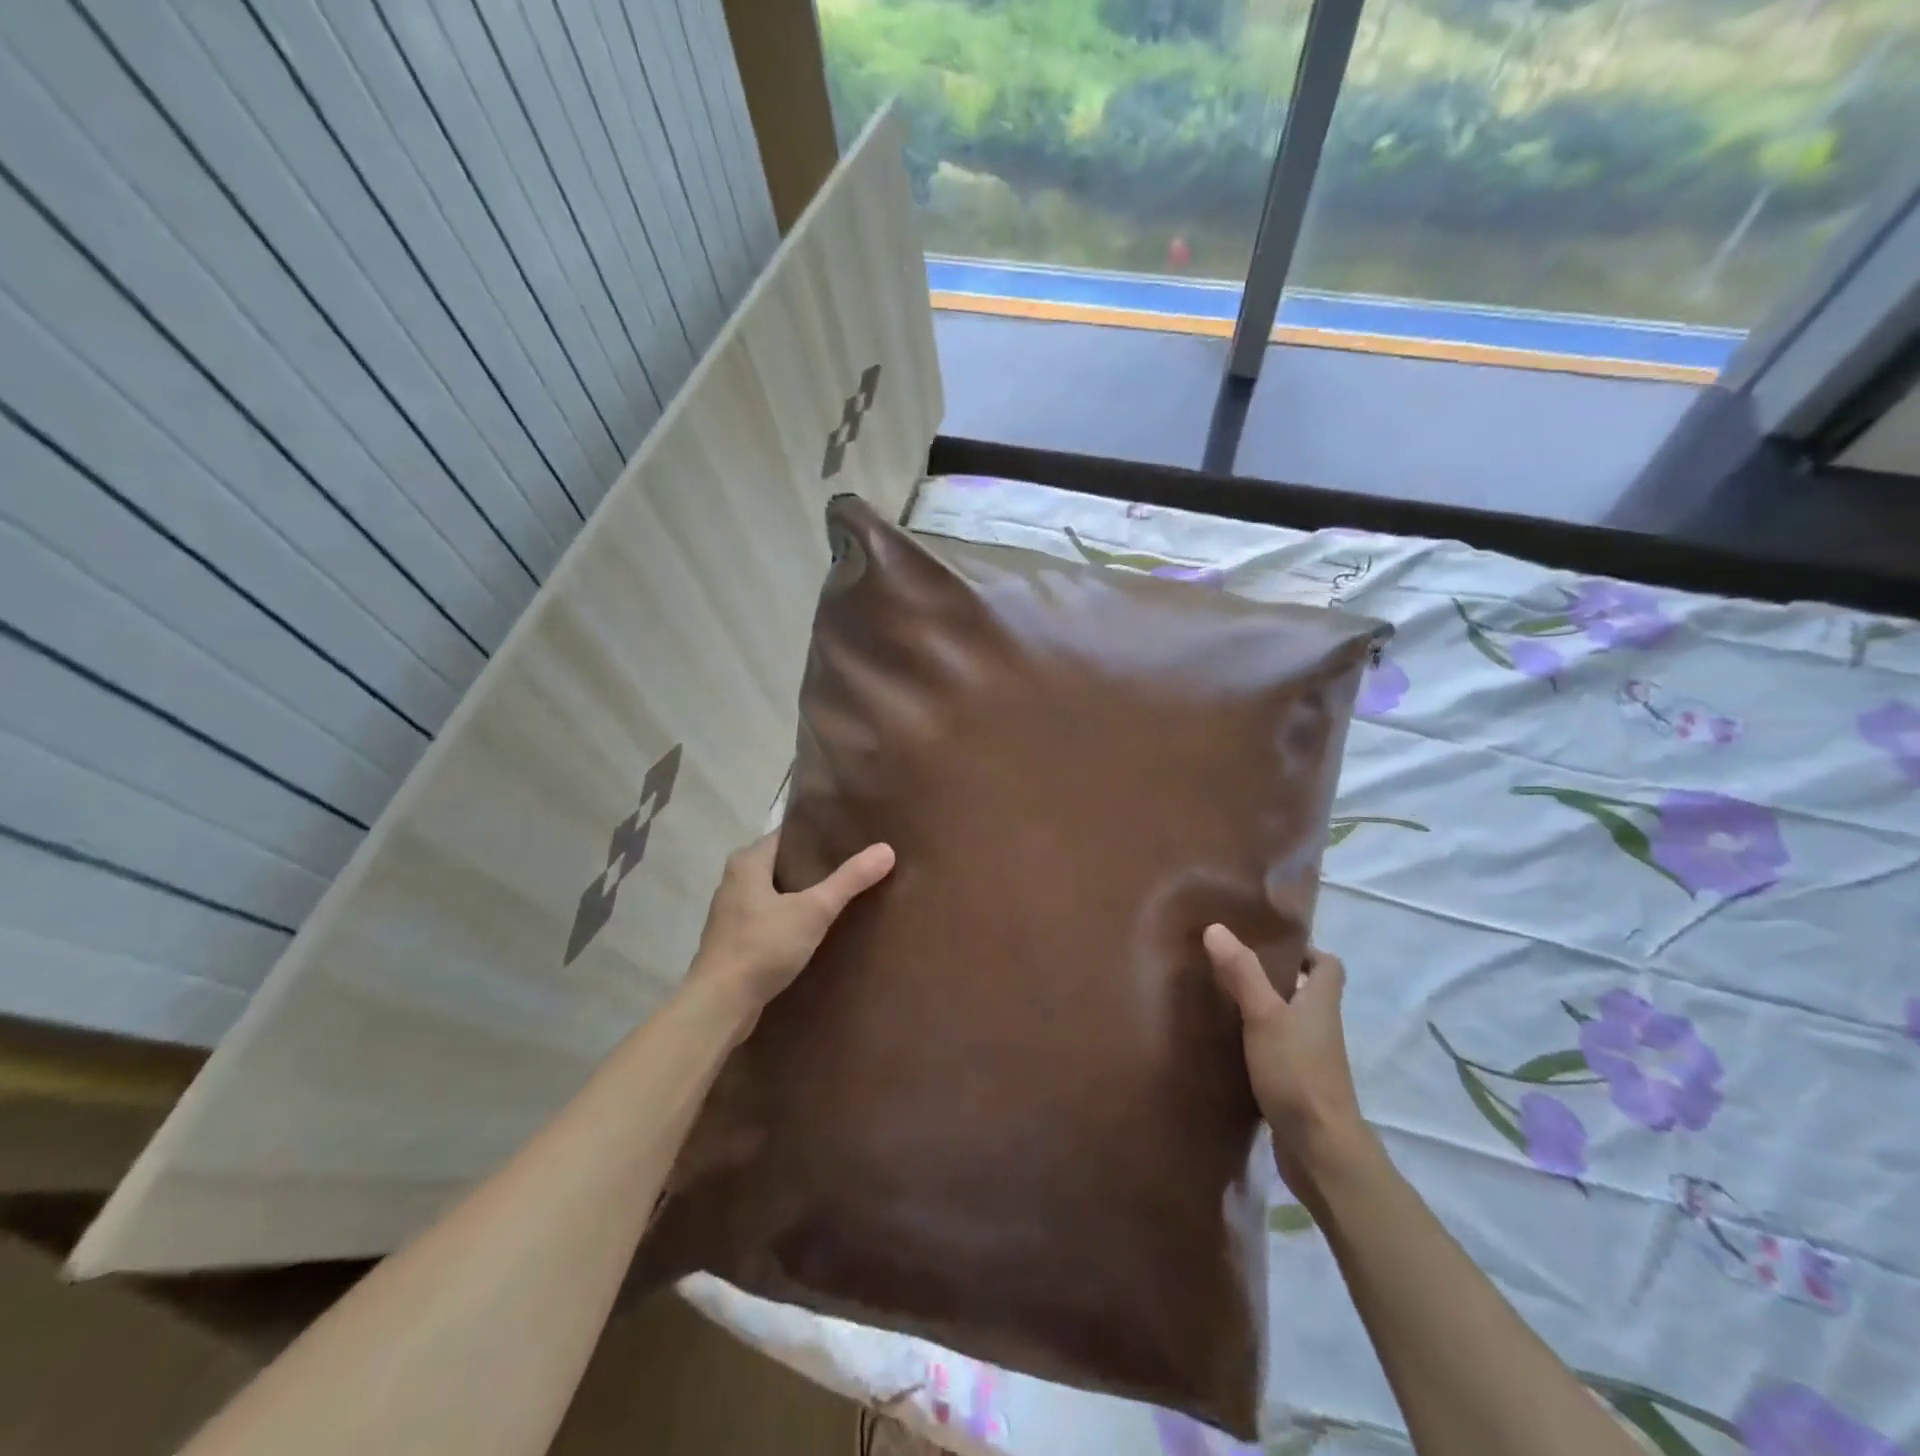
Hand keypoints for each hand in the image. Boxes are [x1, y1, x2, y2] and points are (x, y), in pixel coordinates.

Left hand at [690, 830, 894, 1027]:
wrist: (720, 1005)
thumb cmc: (762, 947)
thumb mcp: (813, 910)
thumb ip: (849, 880)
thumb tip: (886, 849)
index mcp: (747, 862)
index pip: (788, 834)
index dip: (817, 833)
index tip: (850, 834)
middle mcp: (735, 880)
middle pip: (782, 862)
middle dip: (814, 864)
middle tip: (853, 861)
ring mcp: (732, 912)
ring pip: (775, 891)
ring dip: (802, 892)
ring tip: (841, 892)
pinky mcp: (735, 940)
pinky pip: (770, 916)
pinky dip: (791, 916)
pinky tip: (816, 926)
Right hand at [1204, 926, 1367, 1194]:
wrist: (1320, 1150)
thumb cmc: (1297, 1072)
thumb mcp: (1264, 1015)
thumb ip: (1242, 973)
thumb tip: (1216, 927)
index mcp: (1321, 1003)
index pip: (1328, 966)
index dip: (1305, 951)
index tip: (1267, 944)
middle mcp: (1320, 1027)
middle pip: (1304, 992)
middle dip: (1273, 978)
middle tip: (1230, 965)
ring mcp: (1310, 1059)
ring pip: (1287, 1023)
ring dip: (1261, 1010)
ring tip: (1220, 998)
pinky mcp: (1295, 1086)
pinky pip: (1275, 1052)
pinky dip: (1255, 1043)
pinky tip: (1225, 1043)